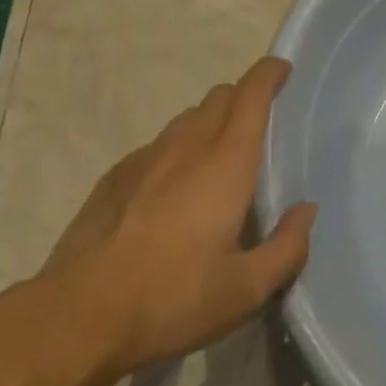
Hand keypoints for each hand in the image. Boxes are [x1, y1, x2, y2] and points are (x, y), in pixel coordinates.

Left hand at [33, 57, 317, 382]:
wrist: (79, 315)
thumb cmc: (171, 300)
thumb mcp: (243, 292)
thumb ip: (286, 248)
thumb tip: (306, 211)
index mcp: (226, 162)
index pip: (252, 93)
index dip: (270, 73)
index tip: (283, 69)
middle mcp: (189, 145)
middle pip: (220, 96)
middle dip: (243, 98)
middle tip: (257, 128)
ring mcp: (148, 155)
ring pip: (188, 118)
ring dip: (209, 124)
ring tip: (214, 162)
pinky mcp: (117, 174)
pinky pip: (158, 145)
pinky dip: (176, 152)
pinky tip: (170, 192)